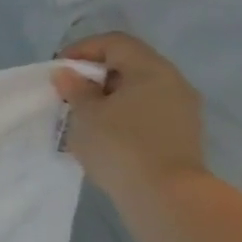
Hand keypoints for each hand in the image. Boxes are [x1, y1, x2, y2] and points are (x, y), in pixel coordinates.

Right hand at [51, 33, 206, 207]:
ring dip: (110, 97)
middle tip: (69, 93)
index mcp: (151, 69)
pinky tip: (106, 136)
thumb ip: (75, 89)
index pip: (115, 43)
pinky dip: (124, 115)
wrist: (167, 198)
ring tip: (85, 117)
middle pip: (130, 64)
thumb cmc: (121, 146)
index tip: (59, 70)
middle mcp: (173, 82)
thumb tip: (68, 74)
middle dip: (96, 75)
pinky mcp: (182, 135)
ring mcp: (182, 110)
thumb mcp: (87, 115)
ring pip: (140, 90)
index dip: (83, 49)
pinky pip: (148, 112)